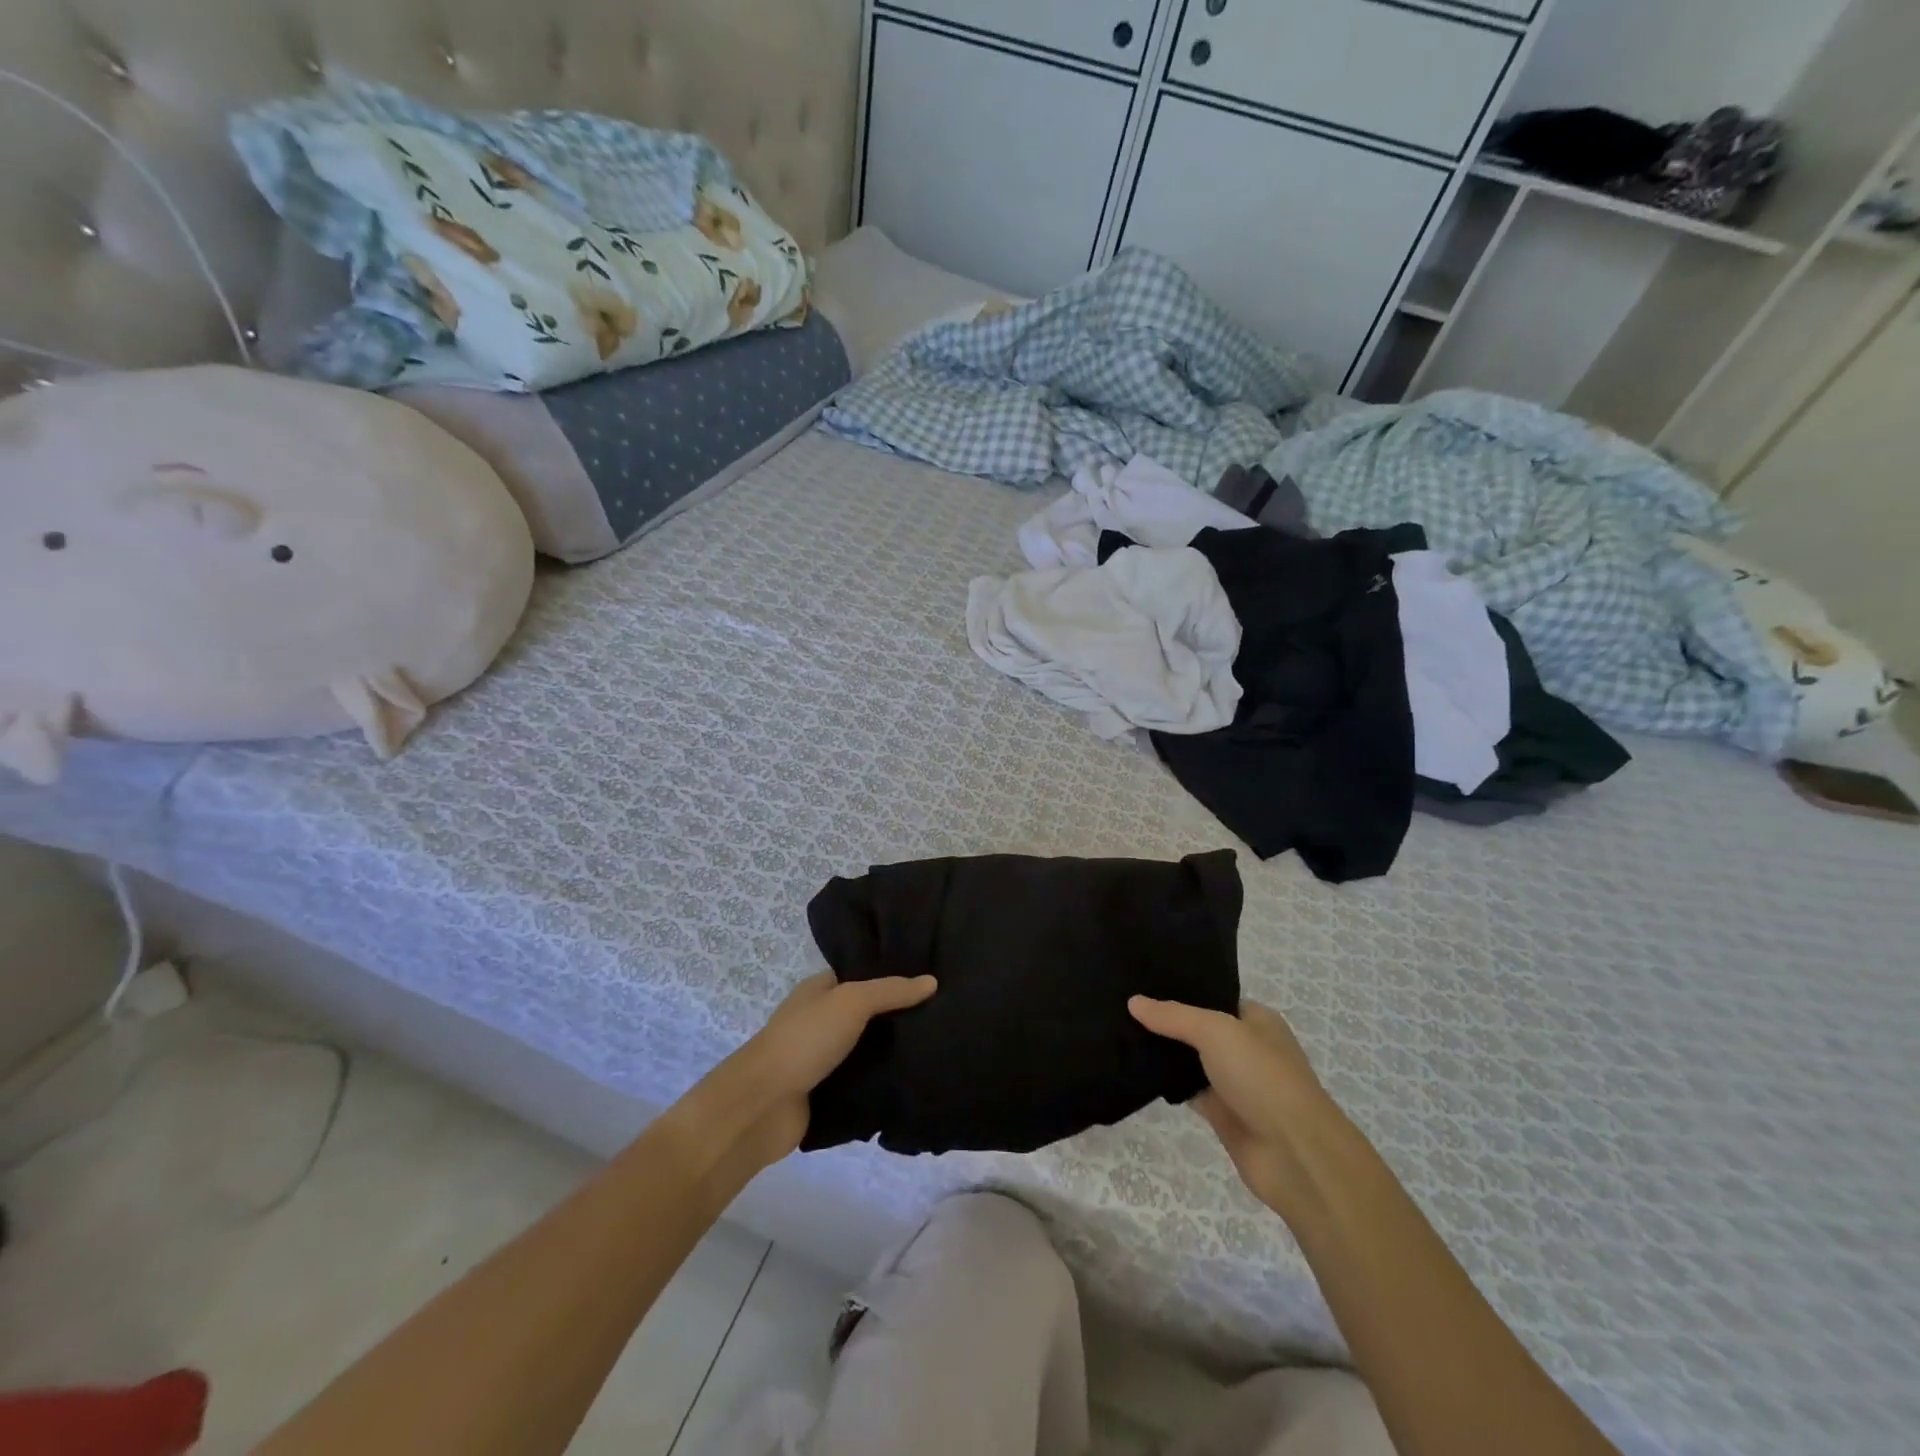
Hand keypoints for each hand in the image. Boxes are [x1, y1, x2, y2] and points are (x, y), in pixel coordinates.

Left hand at [718, 972, 936, 1163]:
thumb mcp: (851, 1002)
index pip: (862, 974)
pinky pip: (863, 1083)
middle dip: (899, 1015)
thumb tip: (932, 981)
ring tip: (939, 1045)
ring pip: (867, 1050)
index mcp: (820, 990)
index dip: (893, 974)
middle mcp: (821, 1021)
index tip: (931, 976)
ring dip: (893, 1051)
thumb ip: (891, 991)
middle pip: (868, 1013)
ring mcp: (823, 1059)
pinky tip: (916, 1079)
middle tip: (944, 1013)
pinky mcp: (827, 1095)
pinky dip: (883, 1082)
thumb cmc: (804, 1040)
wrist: (762, 1106)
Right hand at [1129, 996, 1341, 1214]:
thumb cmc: (1262, 1076)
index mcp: (1256, 1020)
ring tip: (1119, 1032)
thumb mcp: (1216, 1031)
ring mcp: (1234, 1082)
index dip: (1180, 989)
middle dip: (1166, 1021)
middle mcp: (1246, 1047)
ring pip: (1190, 1060)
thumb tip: (1134, 1001)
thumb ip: (1173, 1016)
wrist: (1294, 1154)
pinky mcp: (1222, 1114)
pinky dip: (1167, 1084)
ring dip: (1163, 1052)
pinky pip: (1187, 1091)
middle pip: (1198, 1028)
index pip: (1212, 996)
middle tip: (1121, 1005)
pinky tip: (1135, 1071)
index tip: (1141, 981)